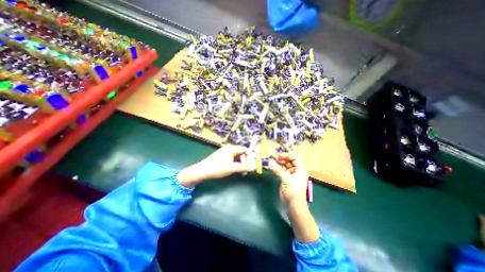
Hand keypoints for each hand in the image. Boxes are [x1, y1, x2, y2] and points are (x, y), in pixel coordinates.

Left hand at [177, 145, 253, 187]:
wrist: (202, 171)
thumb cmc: (218, 168)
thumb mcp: (232, 168)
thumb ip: (243, 167)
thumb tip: (254, 166)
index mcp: (231, 148)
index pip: (244, 149)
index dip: (249, 155)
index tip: (252, 163)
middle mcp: (228, 149)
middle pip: (240, 153)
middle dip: (244, 160)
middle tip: (245, 169)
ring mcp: (224, 152)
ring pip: (236, 156)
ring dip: (239, 163)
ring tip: (240, 171)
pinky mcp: (221, 157)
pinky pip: (231, 158)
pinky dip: (234, 163)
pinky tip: (233, 170)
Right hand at [267, 152, 308, 206]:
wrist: (293, 205)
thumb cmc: (293, 192)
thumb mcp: (286, 179)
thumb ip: (277, 170)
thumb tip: (269, 161)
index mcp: (300, 169)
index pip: (295, 158)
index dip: (287, 155)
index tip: (279, 156)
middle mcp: (296, 170)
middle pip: (290, 161)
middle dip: (282, 159)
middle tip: (274, 158)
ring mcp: (291, 175)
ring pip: (285, 165)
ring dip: (279, 163)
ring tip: (271, 162)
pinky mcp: (286, 178)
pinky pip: (281, 170)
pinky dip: (277, 168)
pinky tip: (271, 167)